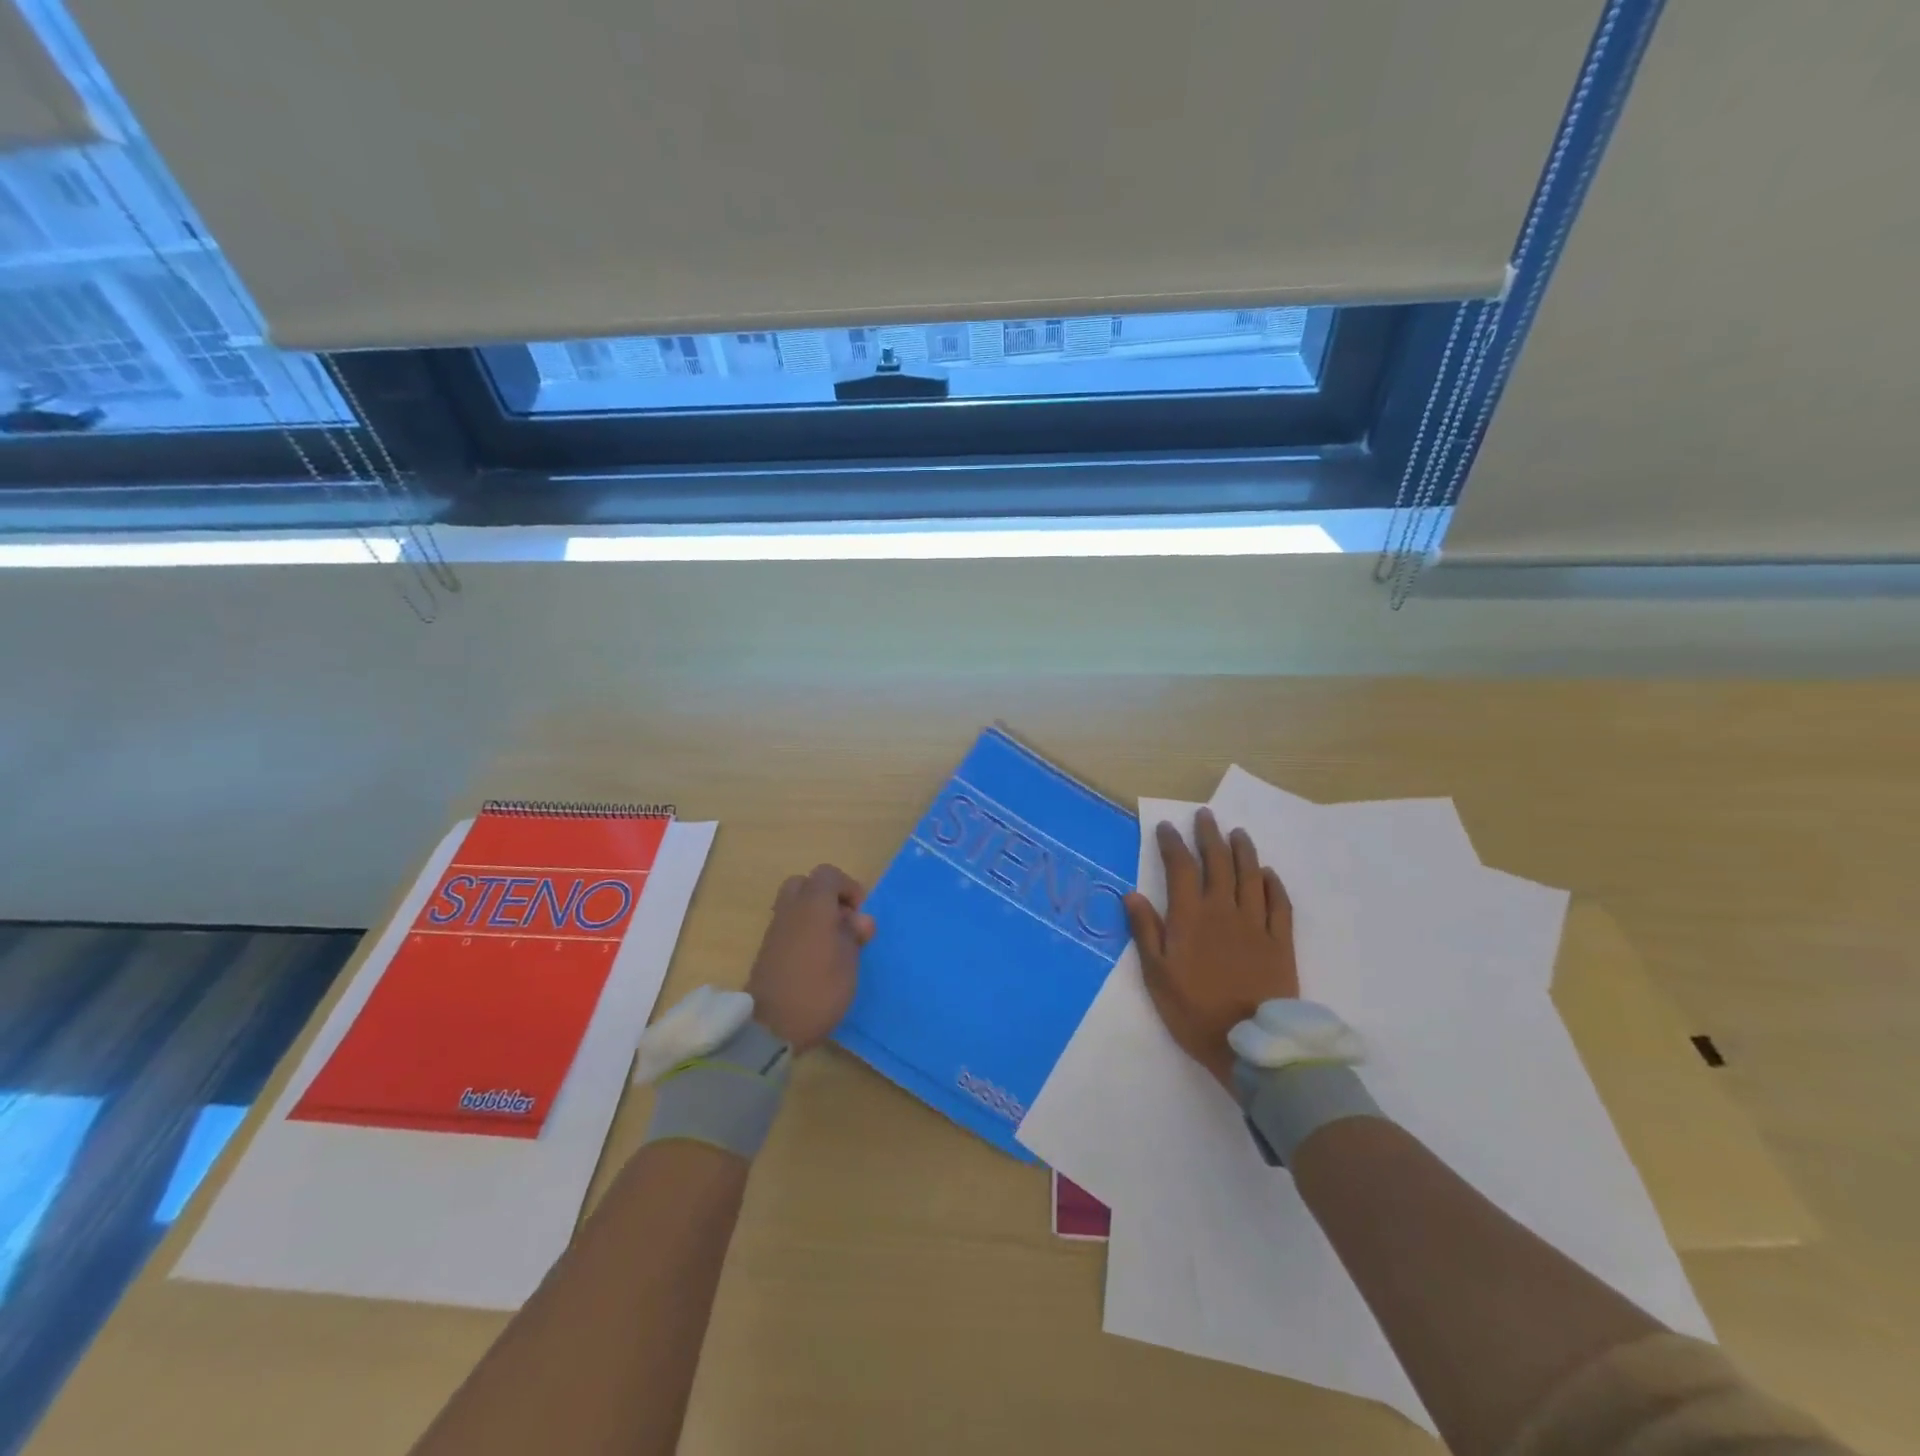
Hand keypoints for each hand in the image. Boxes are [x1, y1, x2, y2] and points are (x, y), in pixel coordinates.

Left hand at [745, 864, 876, 1052]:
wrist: (771, 1026)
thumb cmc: (818, 989)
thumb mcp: (849, 963)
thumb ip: (854, 934)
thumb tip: (860, 919)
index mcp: (813, 905)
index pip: (828, 875)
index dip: (847, 888)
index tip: (858, 914)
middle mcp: (790, 909)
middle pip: (805, 884)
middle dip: (826, 896)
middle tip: (842, 922)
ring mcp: (775, 929)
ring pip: (794, 904)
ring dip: (814, 915)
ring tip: (832, 943)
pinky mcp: (767, 949)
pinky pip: (787, 925)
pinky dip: (802, 930)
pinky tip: (816, 957)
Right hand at [1124, 808, 1296, 1090]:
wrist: (1250, 1046)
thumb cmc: (1194, 1011)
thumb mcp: (1157, 975)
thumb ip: (1146, 932)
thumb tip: (1132, 894)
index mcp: (1191, 917)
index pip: (1181, 868)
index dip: (1173, 845)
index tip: (1166, 828)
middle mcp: (1224, 911)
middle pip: (1218, 863)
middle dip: (1209, 836)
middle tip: (1205, 816)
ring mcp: (1256, 924)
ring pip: (1250, 876)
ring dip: (1243, 851)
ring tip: (1237, 833)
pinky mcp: (1280, 942)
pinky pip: (1279, 904)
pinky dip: (1273, 884)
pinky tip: (1268, 873)